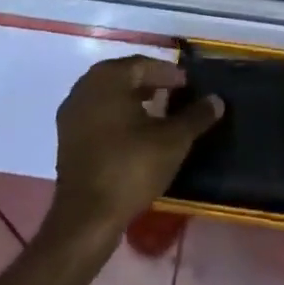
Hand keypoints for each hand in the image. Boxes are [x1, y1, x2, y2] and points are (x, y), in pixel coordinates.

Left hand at [48, 56, 222, 244]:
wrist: (85, 219)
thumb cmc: (130, 168)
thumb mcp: (172, 141)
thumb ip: (196, 117)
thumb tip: (217, 100)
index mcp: (108, 78)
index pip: (143, 65)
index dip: (168, 74)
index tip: (187, 85)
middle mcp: (85, 88)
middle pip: (123, 76)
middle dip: (150, 83)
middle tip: (174, 94)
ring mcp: (71, 114)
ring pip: (108, 96)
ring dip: (132, 100)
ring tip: (157, 113)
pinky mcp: (66, 139)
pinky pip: (97, 115)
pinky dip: (117, 117)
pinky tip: (134, 134)